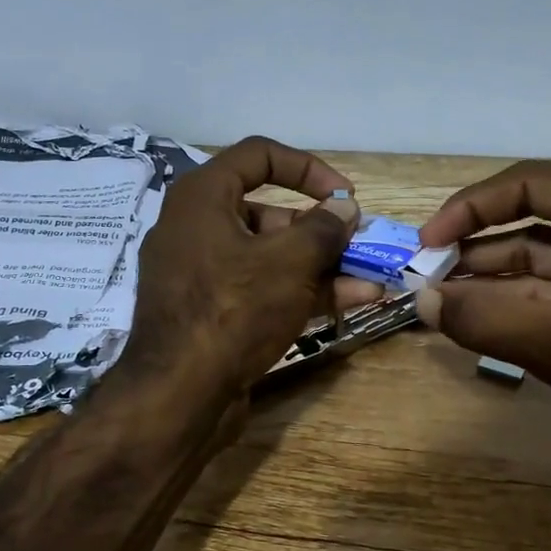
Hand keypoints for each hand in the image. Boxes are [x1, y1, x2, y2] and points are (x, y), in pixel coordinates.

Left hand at [120, 136, 377, 406]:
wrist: (179, 394)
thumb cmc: (233, 309)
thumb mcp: (288, 262)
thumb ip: (323, 228)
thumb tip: (344, 208)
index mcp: (202, 197)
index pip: (259, 156)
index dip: (308, 168)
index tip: (345, 195)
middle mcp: (197, 228)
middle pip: (268, 213)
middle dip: (321, 229)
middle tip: (359, 244)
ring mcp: (203, 274)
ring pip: (270, 256)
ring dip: (321, 265)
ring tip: (370, 276)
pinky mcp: (212, 312)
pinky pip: (261, 288)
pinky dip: (301, 291)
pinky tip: (352, 299)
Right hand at [416, 161, 550, 474]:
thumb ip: (487, 320)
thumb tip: (421, 301)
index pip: (532, 184)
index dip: (471, 208)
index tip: (428, 242)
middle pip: (532, 214)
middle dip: (475, 242)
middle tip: (426, 271)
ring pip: (537, 251)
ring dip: (488, 272)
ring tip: (438, 294)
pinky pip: (550, 283)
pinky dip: (511, 296)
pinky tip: (472, 311)